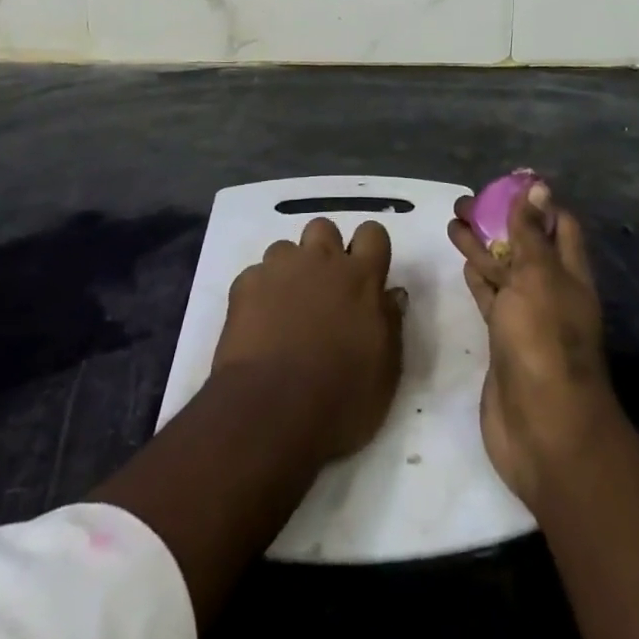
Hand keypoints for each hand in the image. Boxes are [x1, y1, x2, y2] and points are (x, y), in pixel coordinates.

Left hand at [211, 217, 406, 464]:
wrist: (271, 410)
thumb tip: (392, 294)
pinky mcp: (246, 283)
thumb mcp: (385, 371)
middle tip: (324, 288)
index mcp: (360, 277)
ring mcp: (280, 268)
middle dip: (324, 249)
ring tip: (287, 307)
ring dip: (290, 270)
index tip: (367, 272)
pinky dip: (260, 292)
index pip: (373, 233)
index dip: (369, 247)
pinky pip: (256, 274)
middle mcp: (320, 260)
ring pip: (286, 248)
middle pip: (324, 227)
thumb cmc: (340, 398)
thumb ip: (391, 323)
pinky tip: (259, 323)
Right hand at [450, 184, 618, 509]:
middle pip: (524, 245)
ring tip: (452, 221)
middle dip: (498, 220)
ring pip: (503, 270)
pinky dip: (478, 278)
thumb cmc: (543, 341)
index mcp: (568, 272)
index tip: (505, 181)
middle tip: (463, 200)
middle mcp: (550, 290)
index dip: (534, 201)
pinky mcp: (503, 340)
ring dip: (482, 246)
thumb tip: (539, 187)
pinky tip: (463, 262)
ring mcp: (526, 317)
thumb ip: (531, 233)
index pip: (558, 225)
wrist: (543, 430)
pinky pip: (490, 298)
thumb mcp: (537, 277)